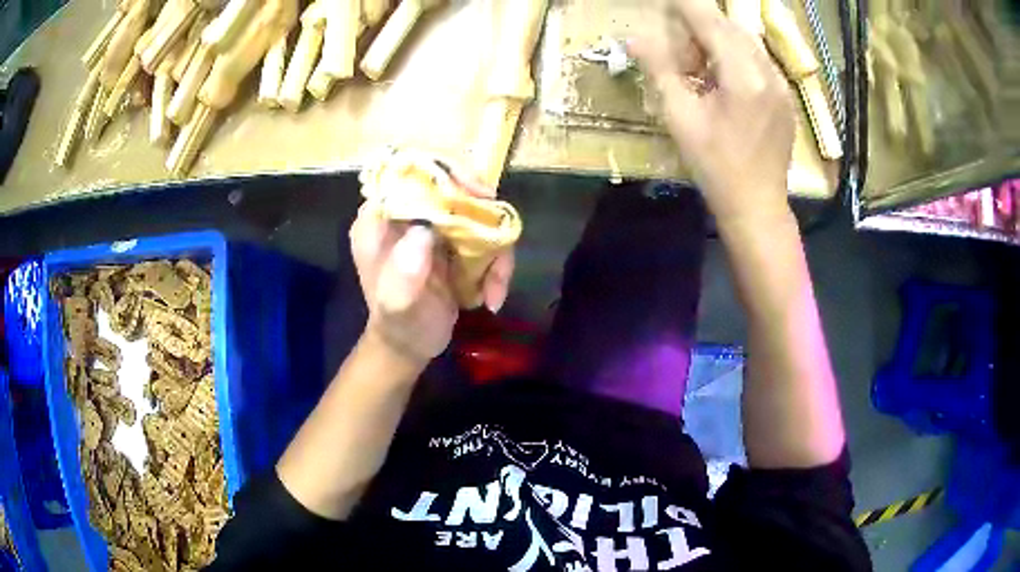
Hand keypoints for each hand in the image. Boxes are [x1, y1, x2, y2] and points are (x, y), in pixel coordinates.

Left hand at [350, 172, 513, 367]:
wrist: (411, 346)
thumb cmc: (399, 327)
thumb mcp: (397, 306)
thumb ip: (403, 275)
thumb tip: (423, 233)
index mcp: (379, 220)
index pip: (409, 174)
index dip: (445, 174)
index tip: (476, 196)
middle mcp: (405, 214)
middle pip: (451, 185)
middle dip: (482, 214)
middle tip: (499, 241)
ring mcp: (433, 226)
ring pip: (476, 212)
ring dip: (495, 249)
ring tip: (494, 291)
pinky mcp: (454, 240)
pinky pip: (486, 236)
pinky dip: (497, 264)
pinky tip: (492, 296)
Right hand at [631, 0, 795, 222]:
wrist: (758, 206)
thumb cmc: (715, 167)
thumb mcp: (680, 118)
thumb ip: (660, 70)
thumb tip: (635, 38)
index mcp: (744, 76)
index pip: (710, 20)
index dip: (685, 6)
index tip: (665, 3)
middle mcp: (768, 72)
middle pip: (731, 26)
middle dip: (701, 25)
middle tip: (679, 46)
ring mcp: (781, 85)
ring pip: (746, 41)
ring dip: (718, 40)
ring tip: (699, 65)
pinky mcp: (785, 97)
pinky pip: (758, 60)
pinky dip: (735, 57)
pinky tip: (722, 81)